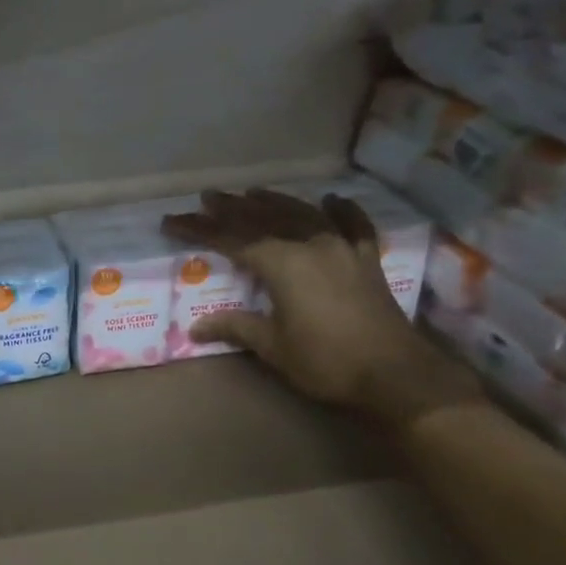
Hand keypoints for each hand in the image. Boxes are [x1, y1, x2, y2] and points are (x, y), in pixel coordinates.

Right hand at [162, 189, 479, 428]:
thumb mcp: (273, 347)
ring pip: (303, 214)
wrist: (393, 372)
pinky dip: (342, 209)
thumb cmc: (325, 361)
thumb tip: (196, 328)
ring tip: (252, 192)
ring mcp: (343, 248)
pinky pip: (353, 224)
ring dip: (275, 201)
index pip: (231, 239)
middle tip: (208, 197)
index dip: (199, 229)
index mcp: (282, 263)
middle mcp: (311, 244)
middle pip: (265, 218)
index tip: (172, 221)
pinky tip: (332, 199)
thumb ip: (236, 328)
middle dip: (233, 208)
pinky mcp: (367, 260)